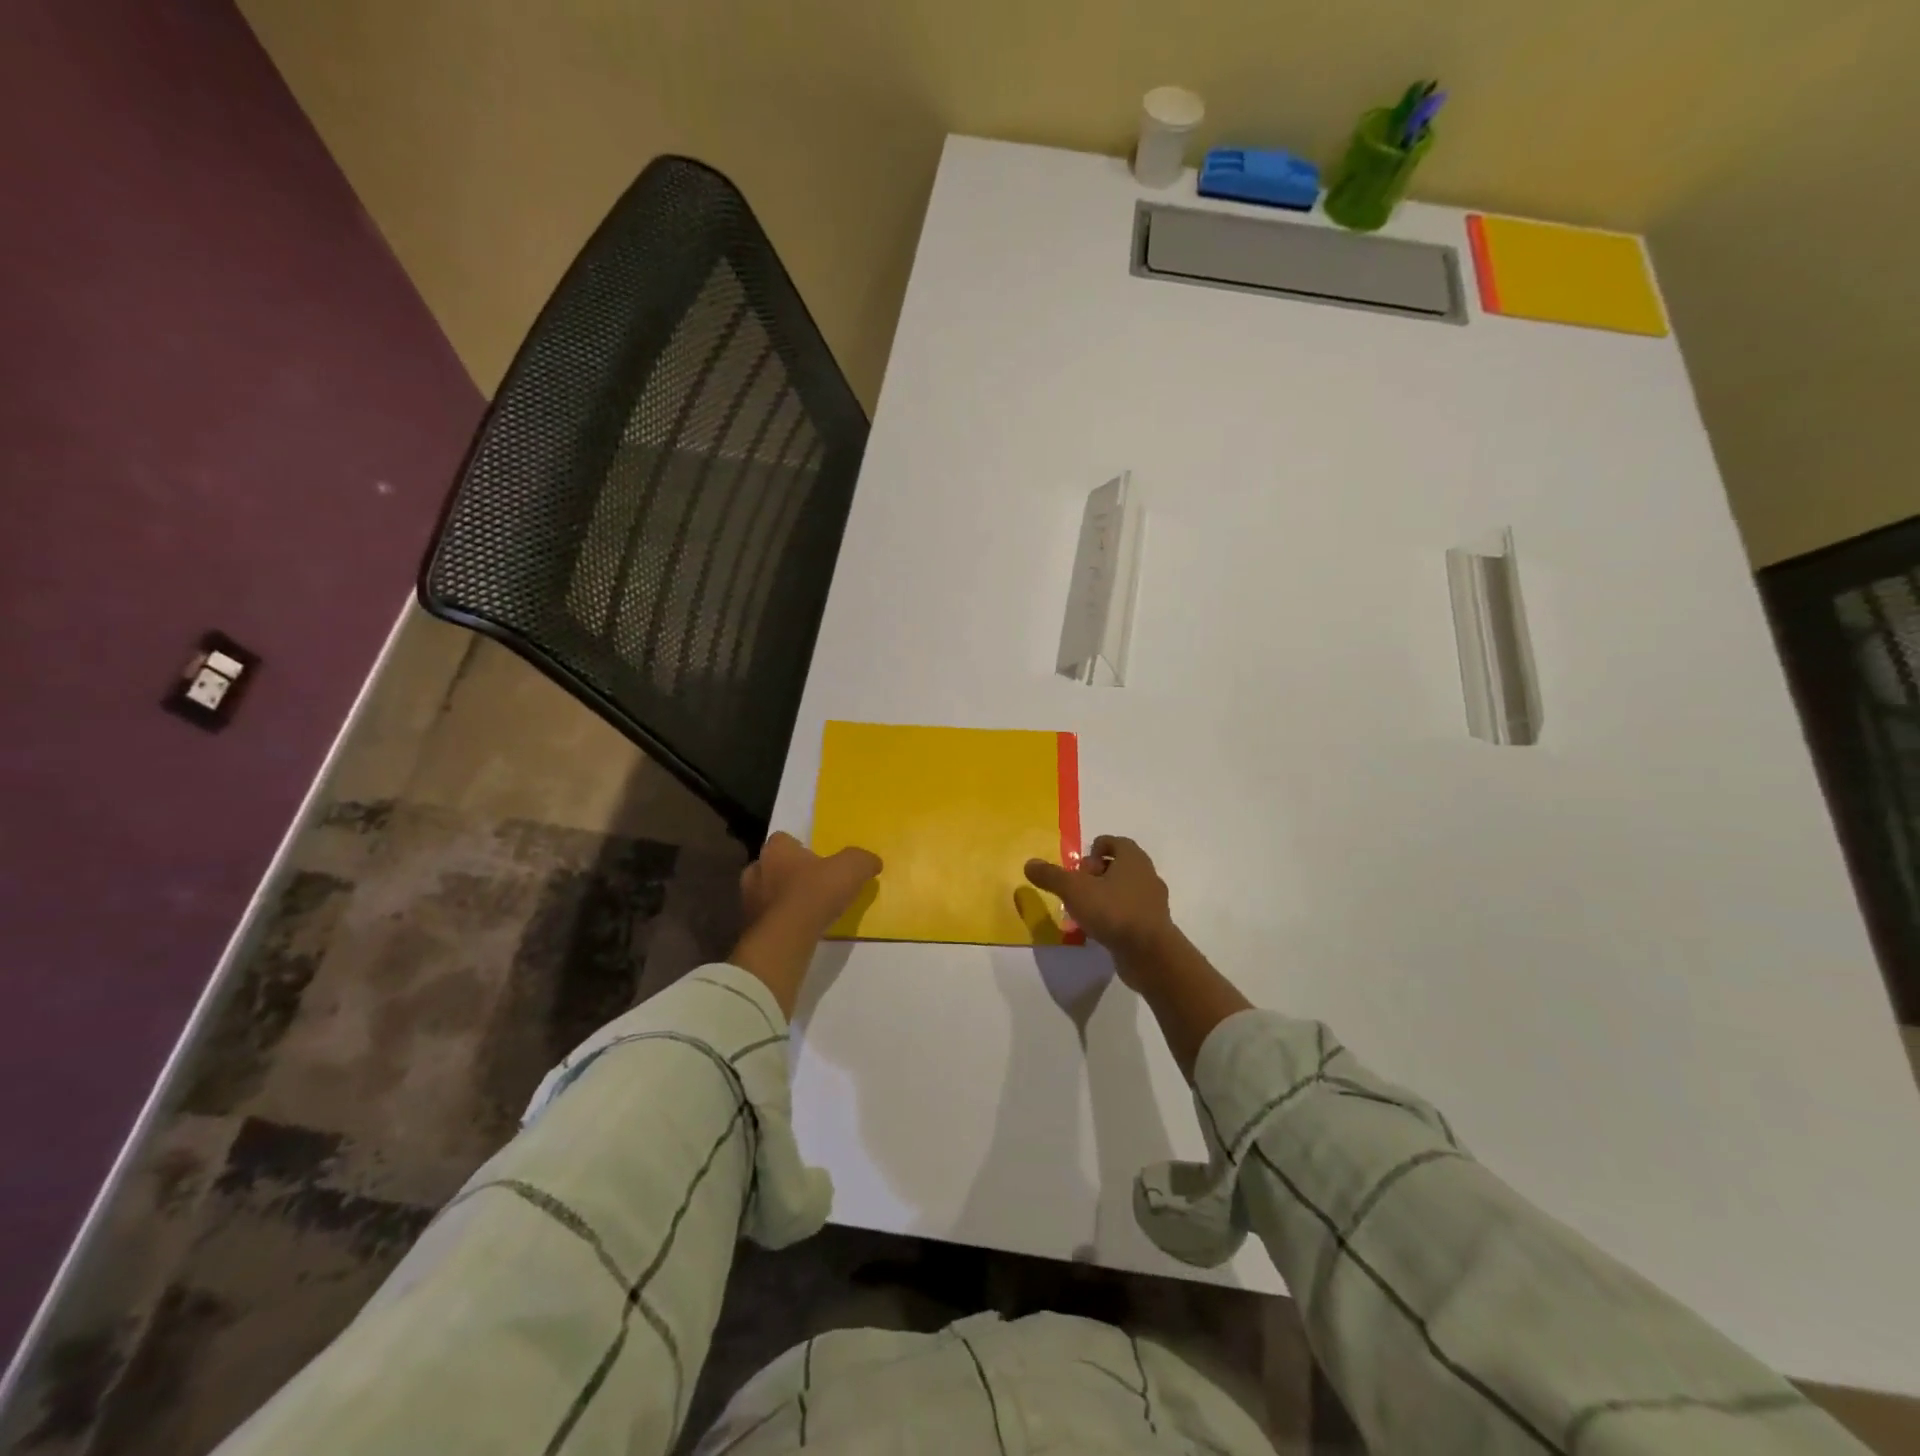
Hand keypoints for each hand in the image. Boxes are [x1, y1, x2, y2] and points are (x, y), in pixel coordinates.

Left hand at [740, 832, 881, 937]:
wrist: (787, 938)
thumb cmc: (816, 892)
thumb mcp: (852, 868)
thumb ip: (862, 860)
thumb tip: (872, 862)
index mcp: (777, 849)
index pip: (783, 839)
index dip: (799, 848)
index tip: (816, 859)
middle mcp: (756, 869)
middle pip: (771, 866)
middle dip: (786, 873)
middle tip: (810, 884)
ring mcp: (748, 900)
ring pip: (765, 893)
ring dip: (780, 899)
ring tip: (804, 911)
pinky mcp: (749, 927)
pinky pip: (766, 919)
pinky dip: (778, 922)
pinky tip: (796, 930)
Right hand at [1026, 835, 1248, 1074]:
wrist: (1150, 954)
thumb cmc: (1113, 911)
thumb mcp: (1074, 890)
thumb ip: (1051, 875)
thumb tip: (1029, 863)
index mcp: (1132, 858)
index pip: (1113, 842)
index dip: (1093, 851)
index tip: (1079, 870)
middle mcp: (1146, 875)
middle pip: (1117, 866)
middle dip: (1095, 875)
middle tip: (1078, 890)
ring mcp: (1153, 901)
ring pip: (1123, 890)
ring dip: (1103, 897)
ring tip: (1084, 913)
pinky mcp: (1153, 925)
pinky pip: (1129, 913)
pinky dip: (1114, 917)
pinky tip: (1099, 931)